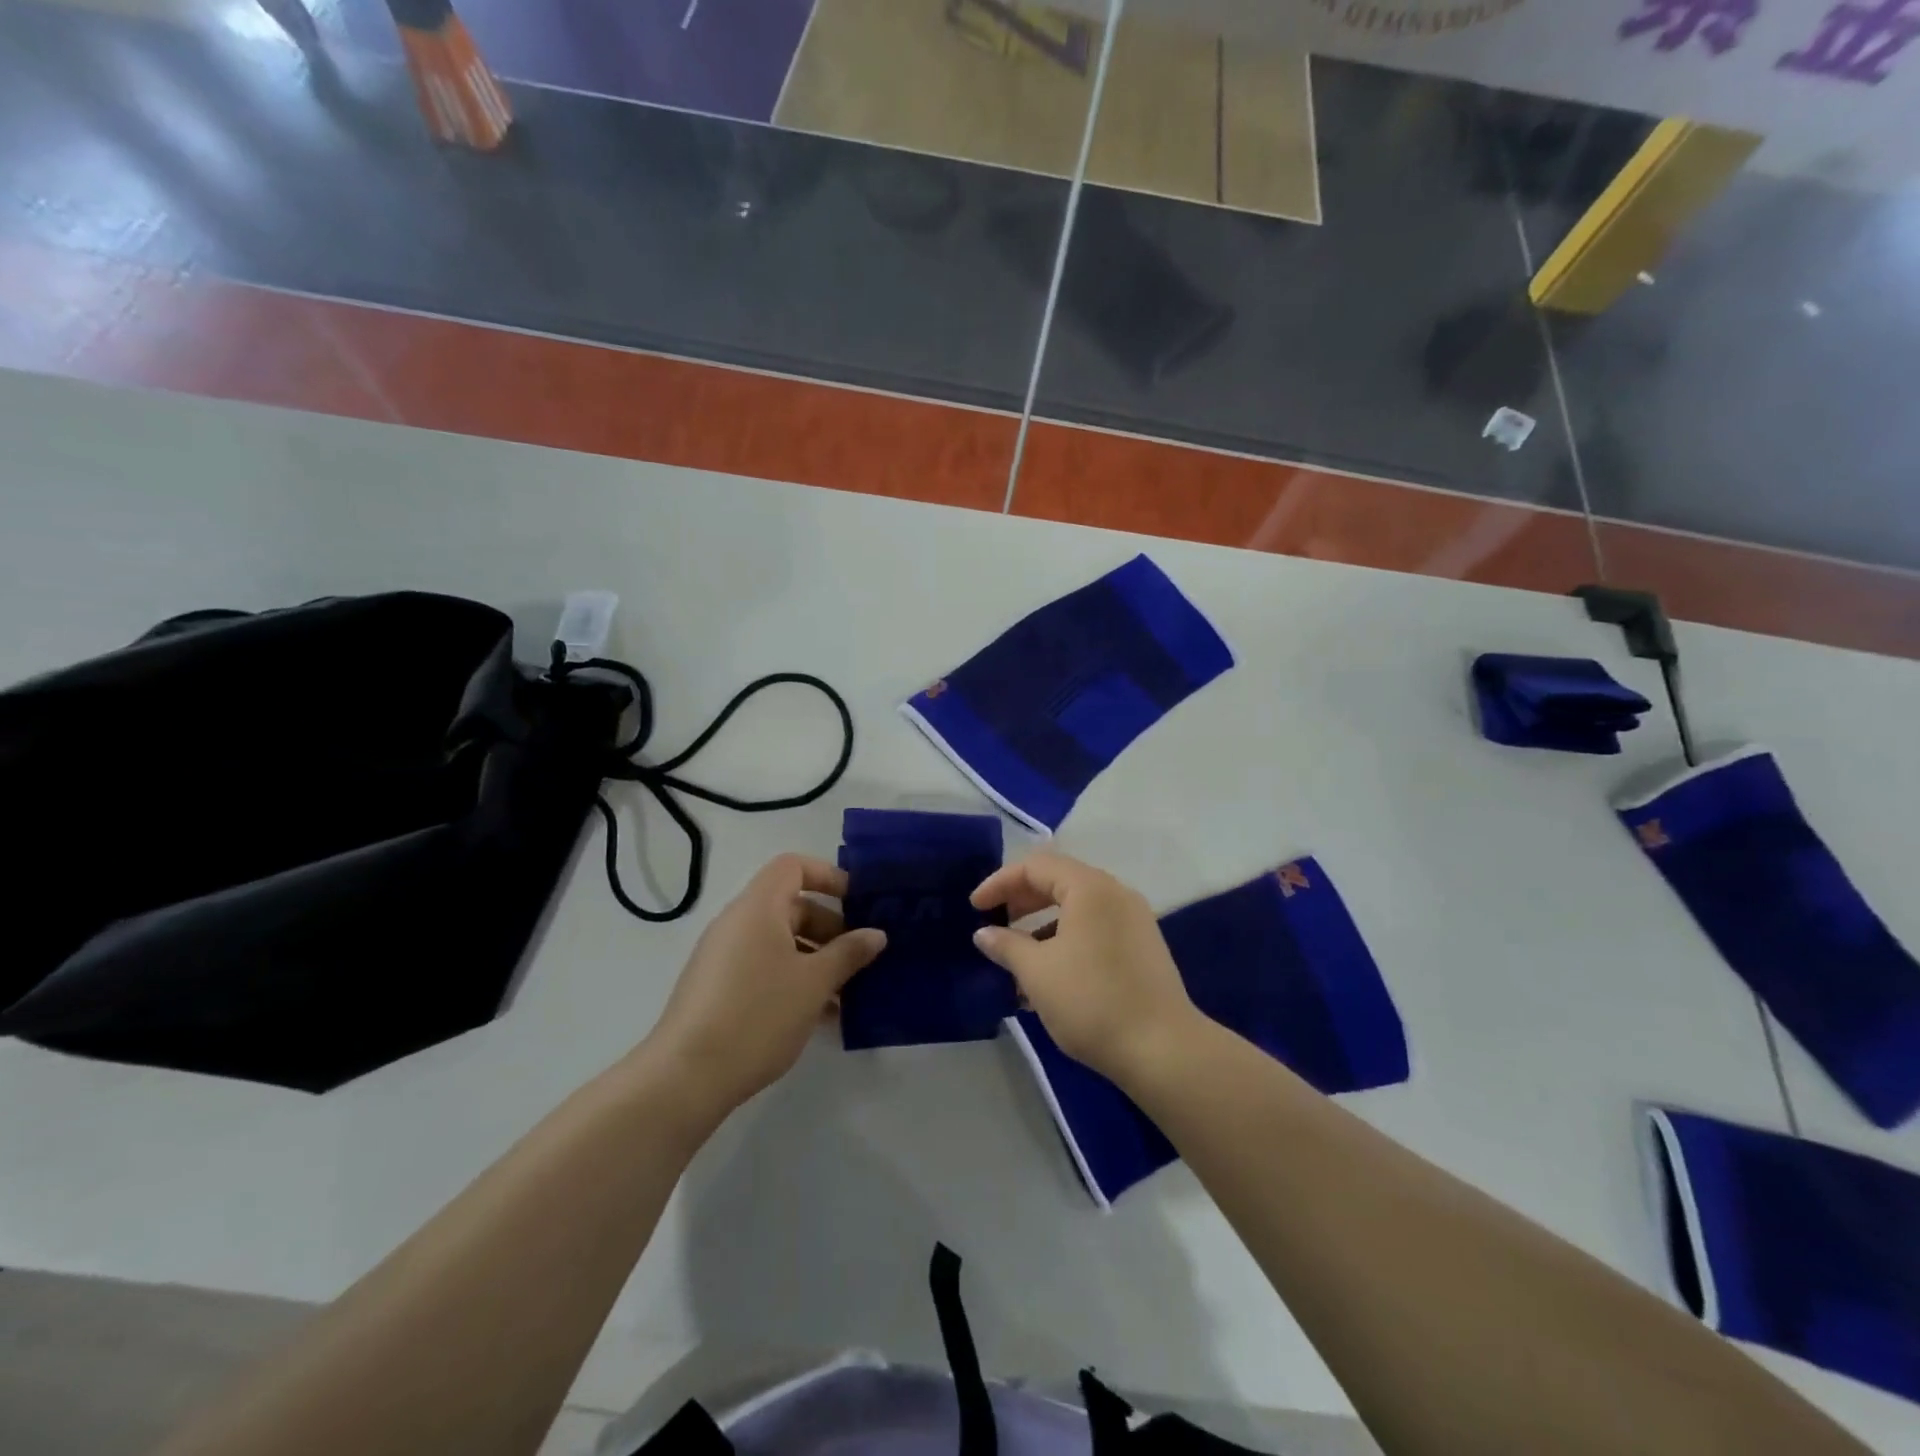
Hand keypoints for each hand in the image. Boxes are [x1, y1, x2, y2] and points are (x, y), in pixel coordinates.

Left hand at [643, 855, 884, 1117]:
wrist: (686, 1078)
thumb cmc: (758, 1015)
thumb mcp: (814, 983)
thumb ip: (848, 953)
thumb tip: (876, 934)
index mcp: (758, 907)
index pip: (793, 866)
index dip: (828, 876)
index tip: (858, 903)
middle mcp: (737, 923)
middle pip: (791, 906)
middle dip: (830, 927)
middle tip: (861, 957)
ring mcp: (724, 957)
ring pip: (780, 942)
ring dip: (816, 959)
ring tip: (847, 993)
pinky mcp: (718, 988)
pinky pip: (764, 967)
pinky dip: (793, 979)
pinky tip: (820, 1015)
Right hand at [971, 851, 1197, 1085]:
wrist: (1163, 1050)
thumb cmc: (1092, 1001)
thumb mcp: (1037, 972)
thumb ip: (1006, 945)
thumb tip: (984, 933)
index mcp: (1090, 888)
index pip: (1036, 866)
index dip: (1000, 883)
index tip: (975, 908)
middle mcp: (1115, 894)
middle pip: (1059, 882)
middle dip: (1021, 902)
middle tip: (994, 925)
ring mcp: (1134, 920)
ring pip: (1078, 910)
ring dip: (1042, 927)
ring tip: (1017, 961)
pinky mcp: (1143, 948)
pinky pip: (1095, 930)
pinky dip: (1067, 942)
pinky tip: (1049, 980)